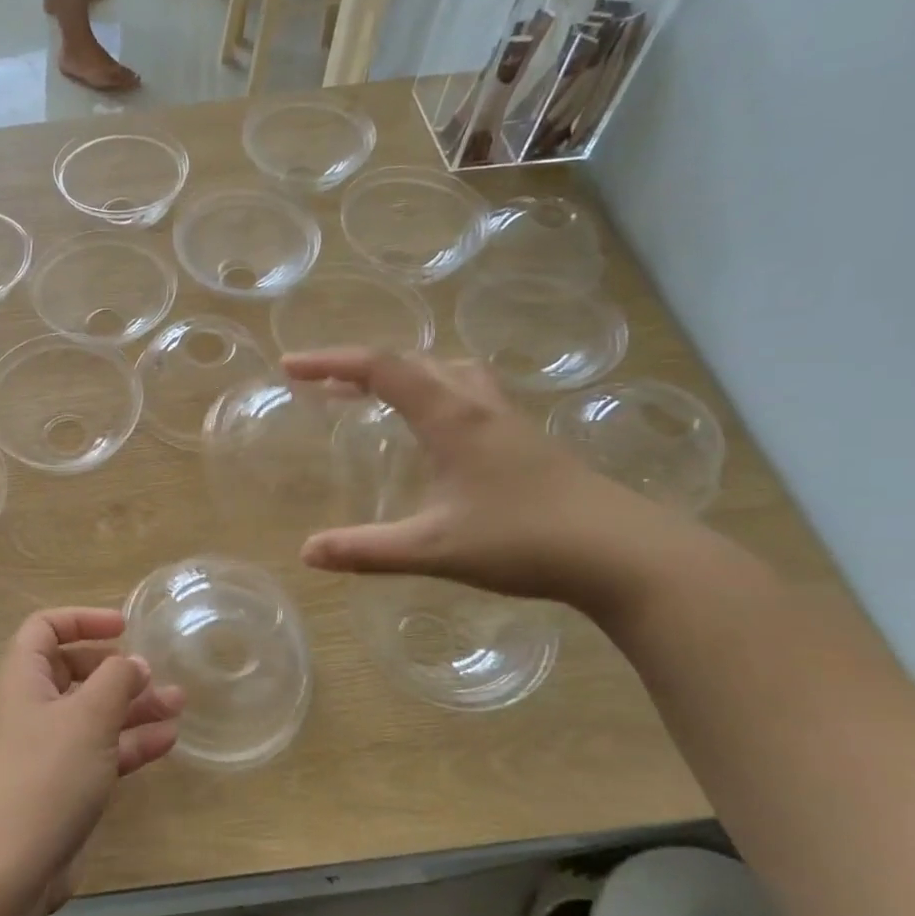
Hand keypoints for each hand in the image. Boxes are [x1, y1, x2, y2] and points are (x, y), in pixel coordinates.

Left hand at [0, 608, 181, 911]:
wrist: (11, 866)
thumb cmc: (47, 773)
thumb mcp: (89, 715)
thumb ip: (116, 679)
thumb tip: (133, 662)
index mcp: (23, 677)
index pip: (45, 627)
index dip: (82, 619)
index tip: (123, 626)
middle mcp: (33, 706)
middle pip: (74, 669)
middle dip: (117, 668)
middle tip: (154, 673)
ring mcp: (48, 747)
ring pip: (94, 712)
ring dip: (134, 705)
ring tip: (179, 702)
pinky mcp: (64, 783)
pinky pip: (101, 749)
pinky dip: (131, 741)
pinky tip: (168, 740)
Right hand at [283, 348, 690, 608]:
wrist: (625, 554)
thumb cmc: (525, 540)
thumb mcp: (434, 549)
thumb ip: (367, 550)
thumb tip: (306, 553)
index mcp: (451, 417)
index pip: (381, 369)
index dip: (330, 361)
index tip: (290, 367)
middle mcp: (478, 406)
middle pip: (414, 361)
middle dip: (360, 367)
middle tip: (323, 387)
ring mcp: (507, 422)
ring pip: (448, 372)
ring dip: (404, 373)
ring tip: (376, 396)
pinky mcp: (526, 442)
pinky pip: (468, 395)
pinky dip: (434, 394)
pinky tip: (435, 433)